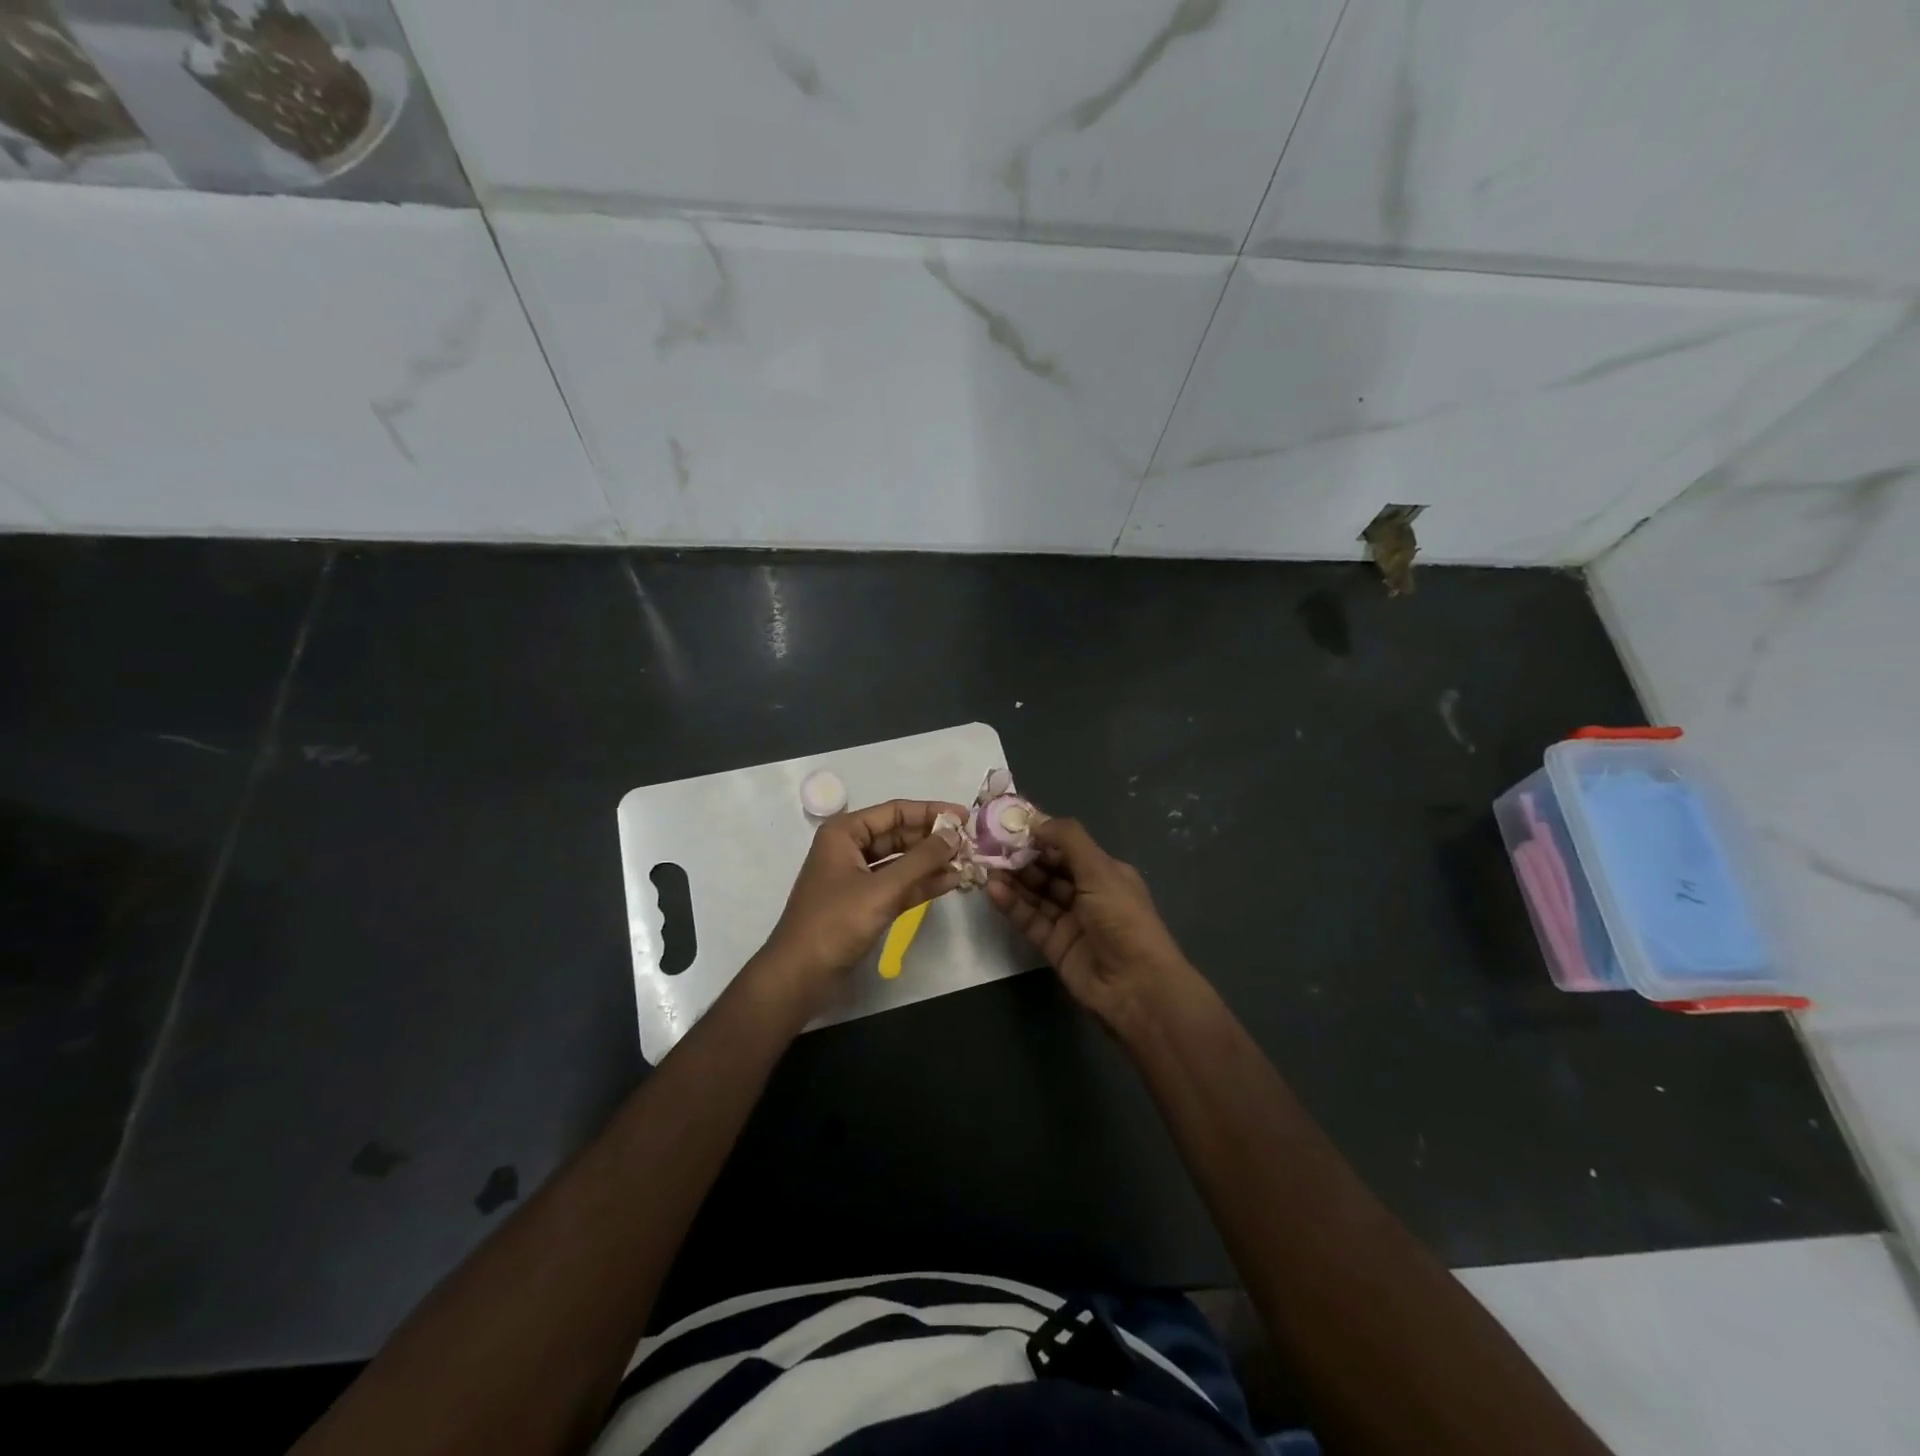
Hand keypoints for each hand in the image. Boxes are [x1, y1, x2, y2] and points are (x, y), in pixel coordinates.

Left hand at [755, 799, 964, 1016]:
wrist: (800, 976)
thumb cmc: (836, 923)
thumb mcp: (882, 889)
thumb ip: (921, 860)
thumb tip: (954, 835)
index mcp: (845, 833)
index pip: (895, 812)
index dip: (931, 812)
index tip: (965, 816)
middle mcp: (850, 848)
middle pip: (899, 834)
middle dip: (933, 839)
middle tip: (971, 842)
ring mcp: (857, 877)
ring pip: (901, 861)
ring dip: (931, 862)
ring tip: (967, 862)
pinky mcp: (865, 903)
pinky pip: (899, 884)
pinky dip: (922, 883)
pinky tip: (951, 882)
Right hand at [986, 816, 1198, 1034]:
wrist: (1136, 986)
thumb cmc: (1123, 918)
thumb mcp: (1100, 870)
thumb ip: (1068, 840)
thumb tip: (1036, 821)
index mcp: (1104, 872)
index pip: (1066, 847)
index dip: (1040, 835)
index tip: (1010, 824)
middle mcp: (1087, 893)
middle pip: (1048, 869)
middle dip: (1021, 857)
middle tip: (990, 845)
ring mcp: (1069, 920)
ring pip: (1036, 894)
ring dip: (1013, 879)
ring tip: (986, 866)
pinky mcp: (1053, 945)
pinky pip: (1029, 919)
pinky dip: (1012, 904)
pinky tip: (994, 891)